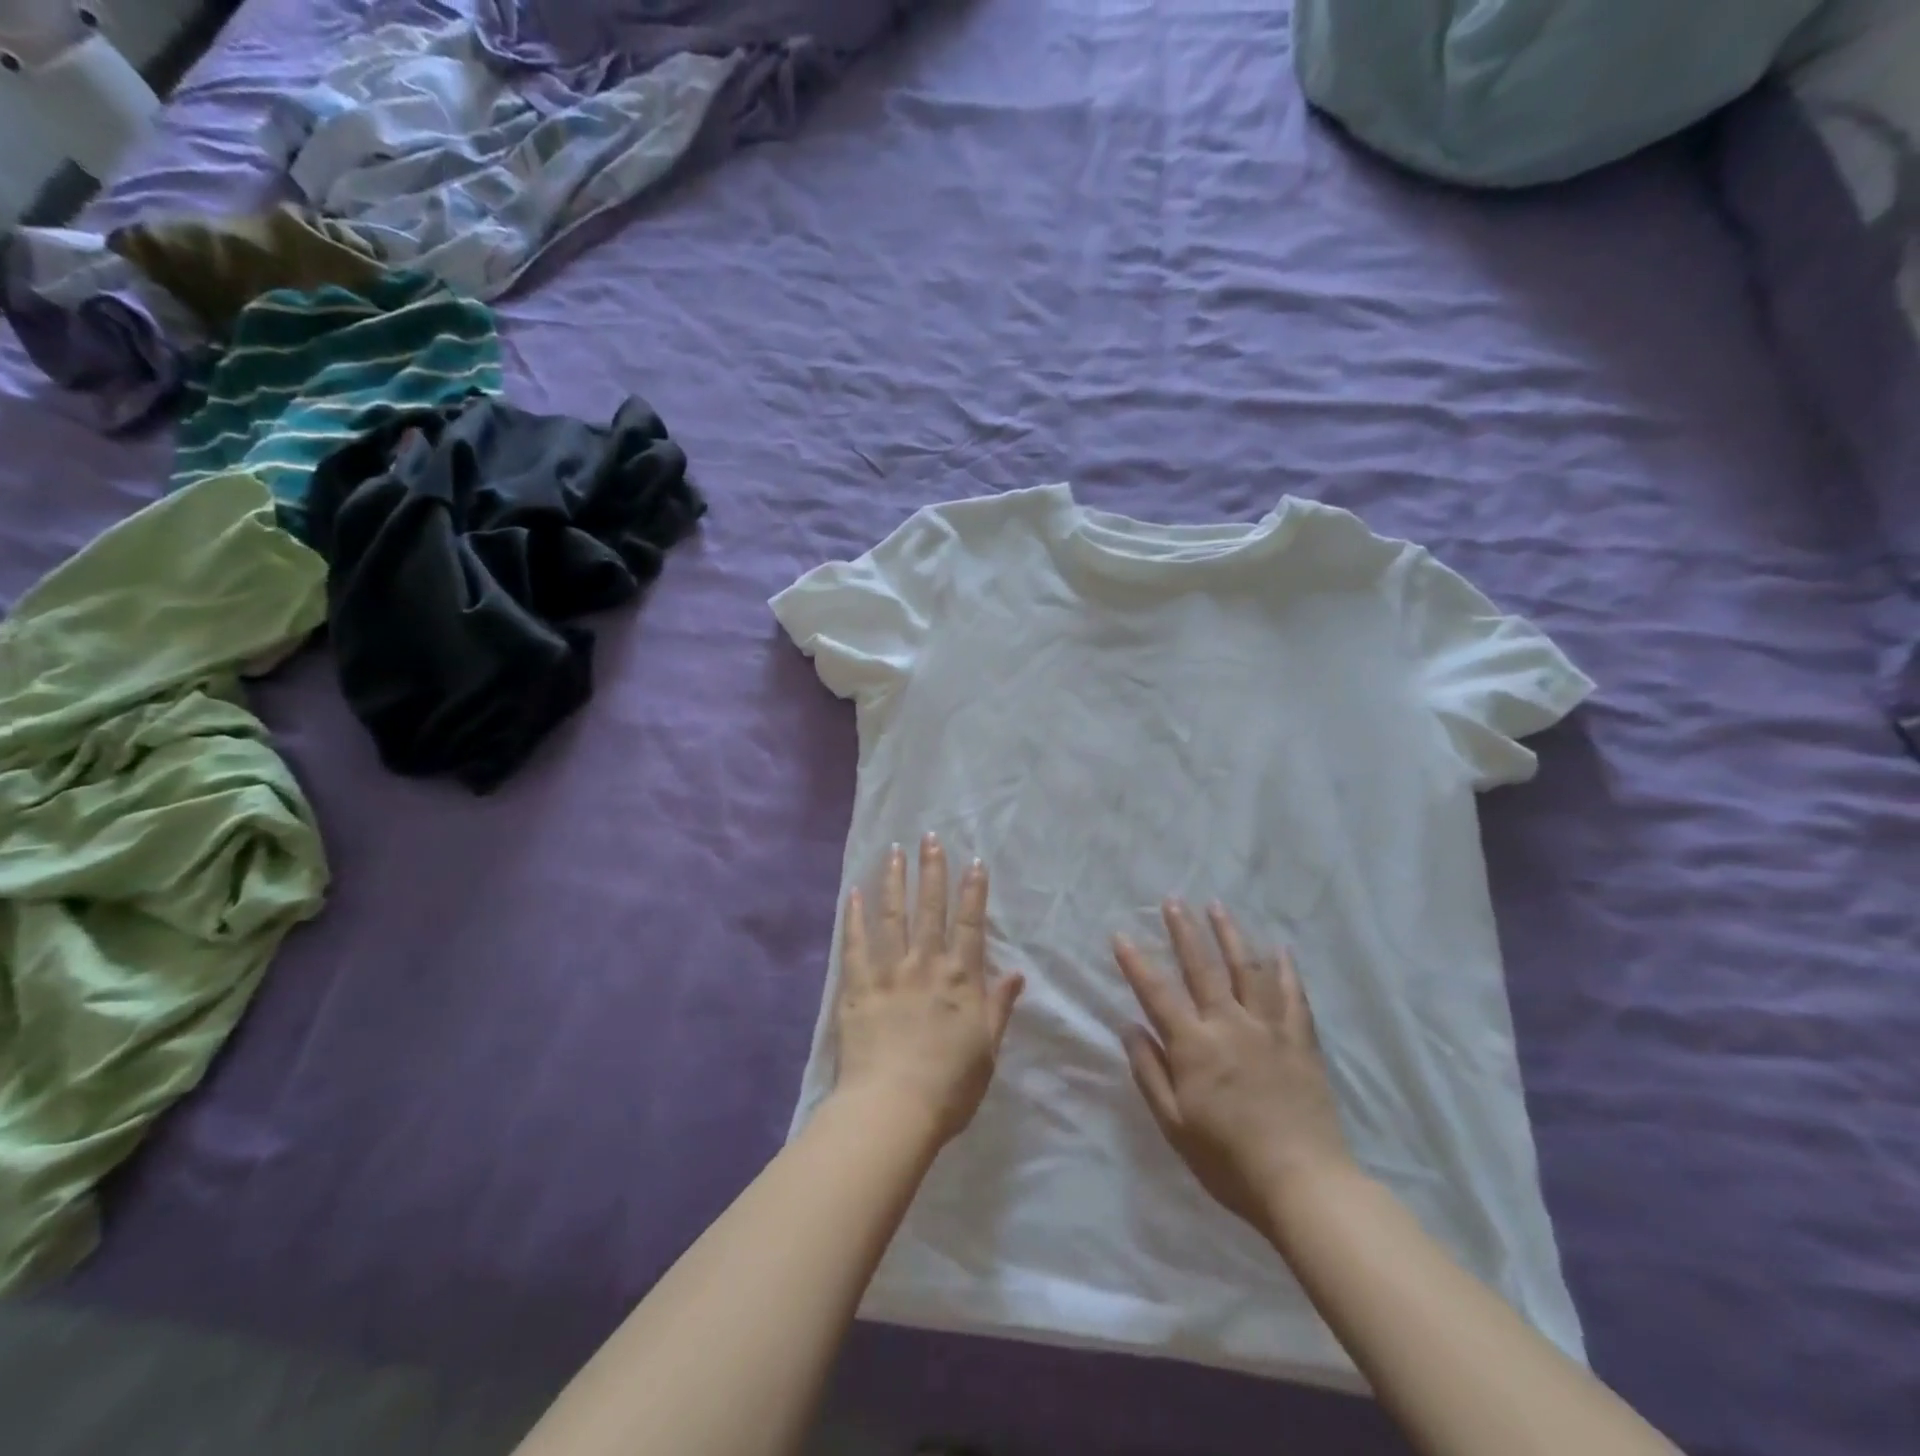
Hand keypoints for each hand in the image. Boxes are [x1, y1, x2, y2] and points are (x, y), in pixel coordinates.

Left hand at [833, 834, 1024, 1145]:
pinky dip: (854, 917)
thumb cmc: (949, 1087)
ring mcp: (888, 972)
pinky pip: (854, 944)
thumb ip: (999, 1007)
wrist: (892, 1109)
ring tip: (894, 851)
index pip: (970, 923)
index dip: (973, 891)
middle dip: (932, 870)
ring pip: (892, 915)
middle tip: (930, 838)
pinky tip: (854, 893)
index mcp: (961, 979)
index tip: (974, 861)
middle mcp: (926, 964)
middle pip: (930, 908)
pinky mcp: (856, 986)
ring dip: (894, 880)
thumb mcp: (987, 1050)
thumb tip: (1017, 973)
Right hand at [1115, 900, 1353, 1234]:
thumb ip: (1150, 1073)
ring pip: (1248, 970)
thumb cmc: (1229, 1160)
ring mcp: (1269, 1029)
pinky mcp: (1301, 1041)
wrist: (1304, 1184)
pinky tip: (1281, 948)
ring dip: (1231, 935)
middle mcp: (1230, 1025)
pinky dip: (1287, 970)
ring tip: (1218, 907)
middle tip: (1173, 900)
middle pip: (1203, 968)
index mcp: (1194, 1046)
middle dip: (1184, 931)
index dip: (1136, 963)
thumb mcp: (1175, 1124)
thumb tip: (1129, 1028)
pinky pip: (1294, 996)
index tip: (1121, 934)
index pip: (1157, 994)